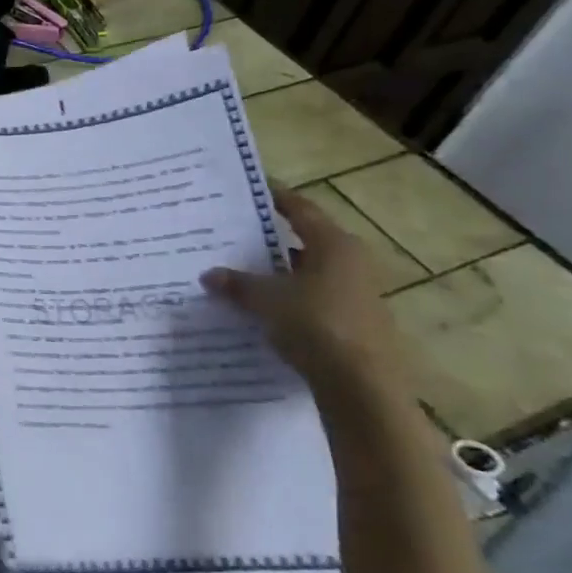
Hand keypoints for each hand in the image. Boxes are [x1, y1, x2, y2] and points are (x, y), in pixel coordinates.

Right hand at [200, 188, 413, 409]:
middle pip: (305, 240)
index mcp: (334, 245)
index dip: (275, 197)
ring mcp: (356, 293)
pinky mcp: (354, 322)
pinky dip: (289, 296)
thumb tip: (209, 274)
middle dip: (271, 238)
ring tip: (241, 271)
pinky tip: (263, 306)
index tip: (251, 187)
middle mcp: (351, 262)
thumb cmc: (316, 324)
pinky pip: (313, 298)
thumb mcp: (265, 299)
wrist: (361, 385)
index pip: (299, 209)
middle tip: (234, 233)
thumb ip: (236, 283)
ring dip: (279, 271)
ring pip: (309, 272)